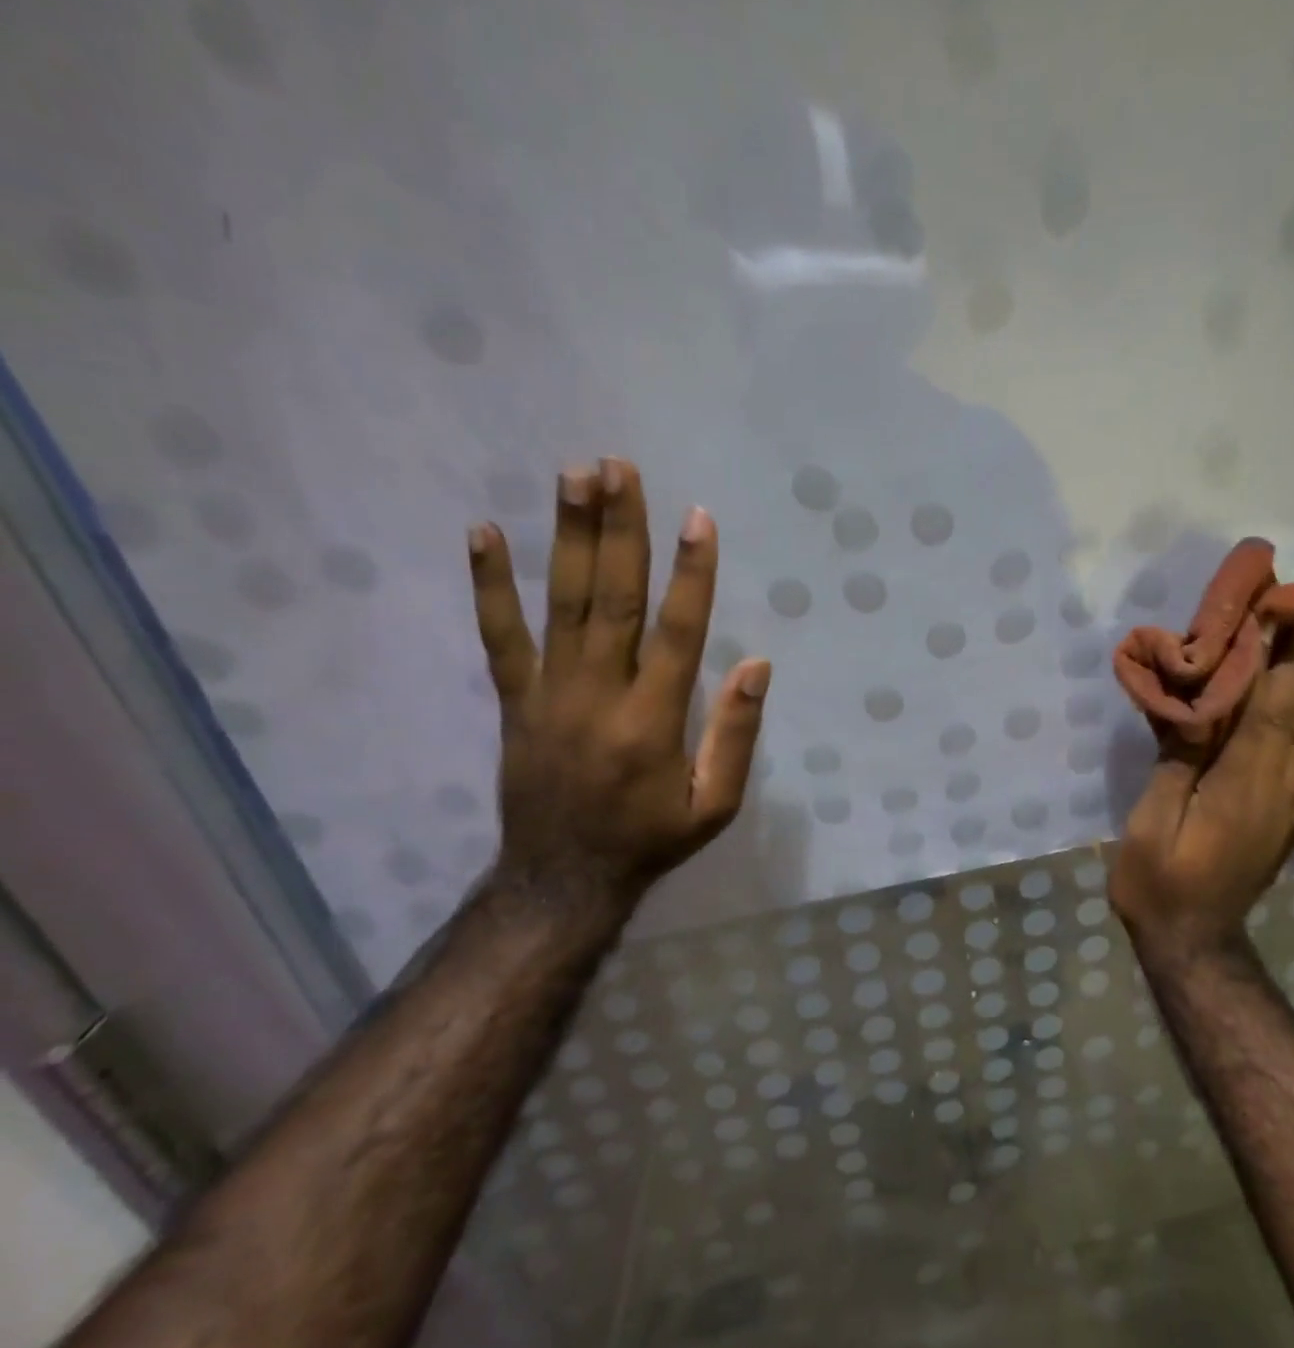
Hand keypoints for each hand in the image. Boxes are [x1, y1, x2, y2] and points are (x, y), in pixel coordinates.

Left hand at [467, 458, 770, 904]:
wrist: (561, 880)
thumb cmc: (650, 840)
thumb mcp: (715, 806)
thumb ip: (736, 735)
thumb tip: (757, 665)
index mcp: (652, 721)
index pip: (679, 633)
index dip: (691, 574)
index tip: (698, 518)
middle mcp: (599, 694)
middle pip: (612, 600)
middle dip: (619, 530)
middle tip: (618, 467)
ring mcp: (549, 693)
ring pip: (560, 604)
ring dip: (568, 537)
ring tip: (573, 477)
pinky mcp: (515, 701)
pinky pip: (499, 637)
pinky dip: (489, 585)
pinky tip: (482, 533)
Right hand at [1109, 613, 1293, 952]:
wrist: (1193, 940)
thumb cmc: (1158, 881)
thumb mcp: (1151, 822)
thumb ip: (1177, 765)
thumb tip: (1195, 712)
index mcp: (1238, 783)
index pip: (1262, 709)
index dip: (1273, 661)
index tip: (1282, 616)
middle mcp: (1275, 788)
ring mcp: (1288, 807)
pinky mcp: (1290, 823)